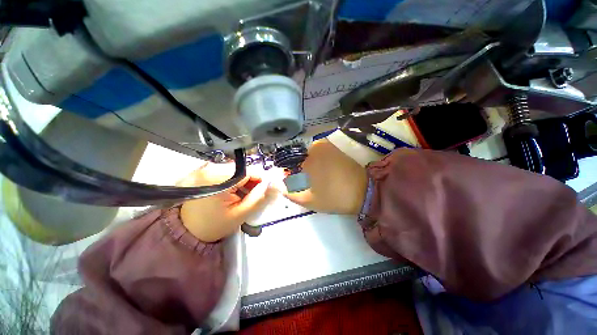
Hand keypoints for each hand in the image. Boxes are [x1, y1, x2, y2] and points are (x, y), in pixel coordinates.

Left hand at [178, 163, 274, 241]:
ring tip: (248, 195)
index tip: (270, 189)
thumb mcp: (240, 214)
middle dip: (255, 181)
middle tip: (259, 195)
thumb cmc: (213, 225)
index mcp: (218, 178)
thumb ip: (259, 198)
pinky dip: (239, 181)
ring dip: (248, 181)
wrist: (188, 230)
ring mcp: (208, 169)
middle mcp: (212, 168)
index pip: (251, 170)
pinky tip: (239, 192)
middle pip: (245, 169)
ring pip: (239, 171)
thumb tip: (273, 184)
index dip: (264, 179)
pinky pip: (231, 173)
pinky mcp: (208, 172)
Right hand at [281, 139, 367, 214]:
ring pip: (305, 155)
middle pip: (295, 157)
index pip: (286, 161)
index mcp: (307, 156)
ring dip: (305, 167)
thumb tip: (274, 181)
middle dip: (295, 170)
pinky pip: (315, 154)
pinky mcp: (332, 148)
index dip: (286, 173)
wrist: (363, 192)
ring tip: (313, 179)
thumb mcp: (307, 199)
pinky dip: (313, 162)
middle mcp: (314, 145)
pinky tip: (319, 173)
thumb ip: (287, 190)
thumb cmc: (333, 196)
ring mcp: (325, 145)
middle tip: (303, 183)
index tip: (290, 182)